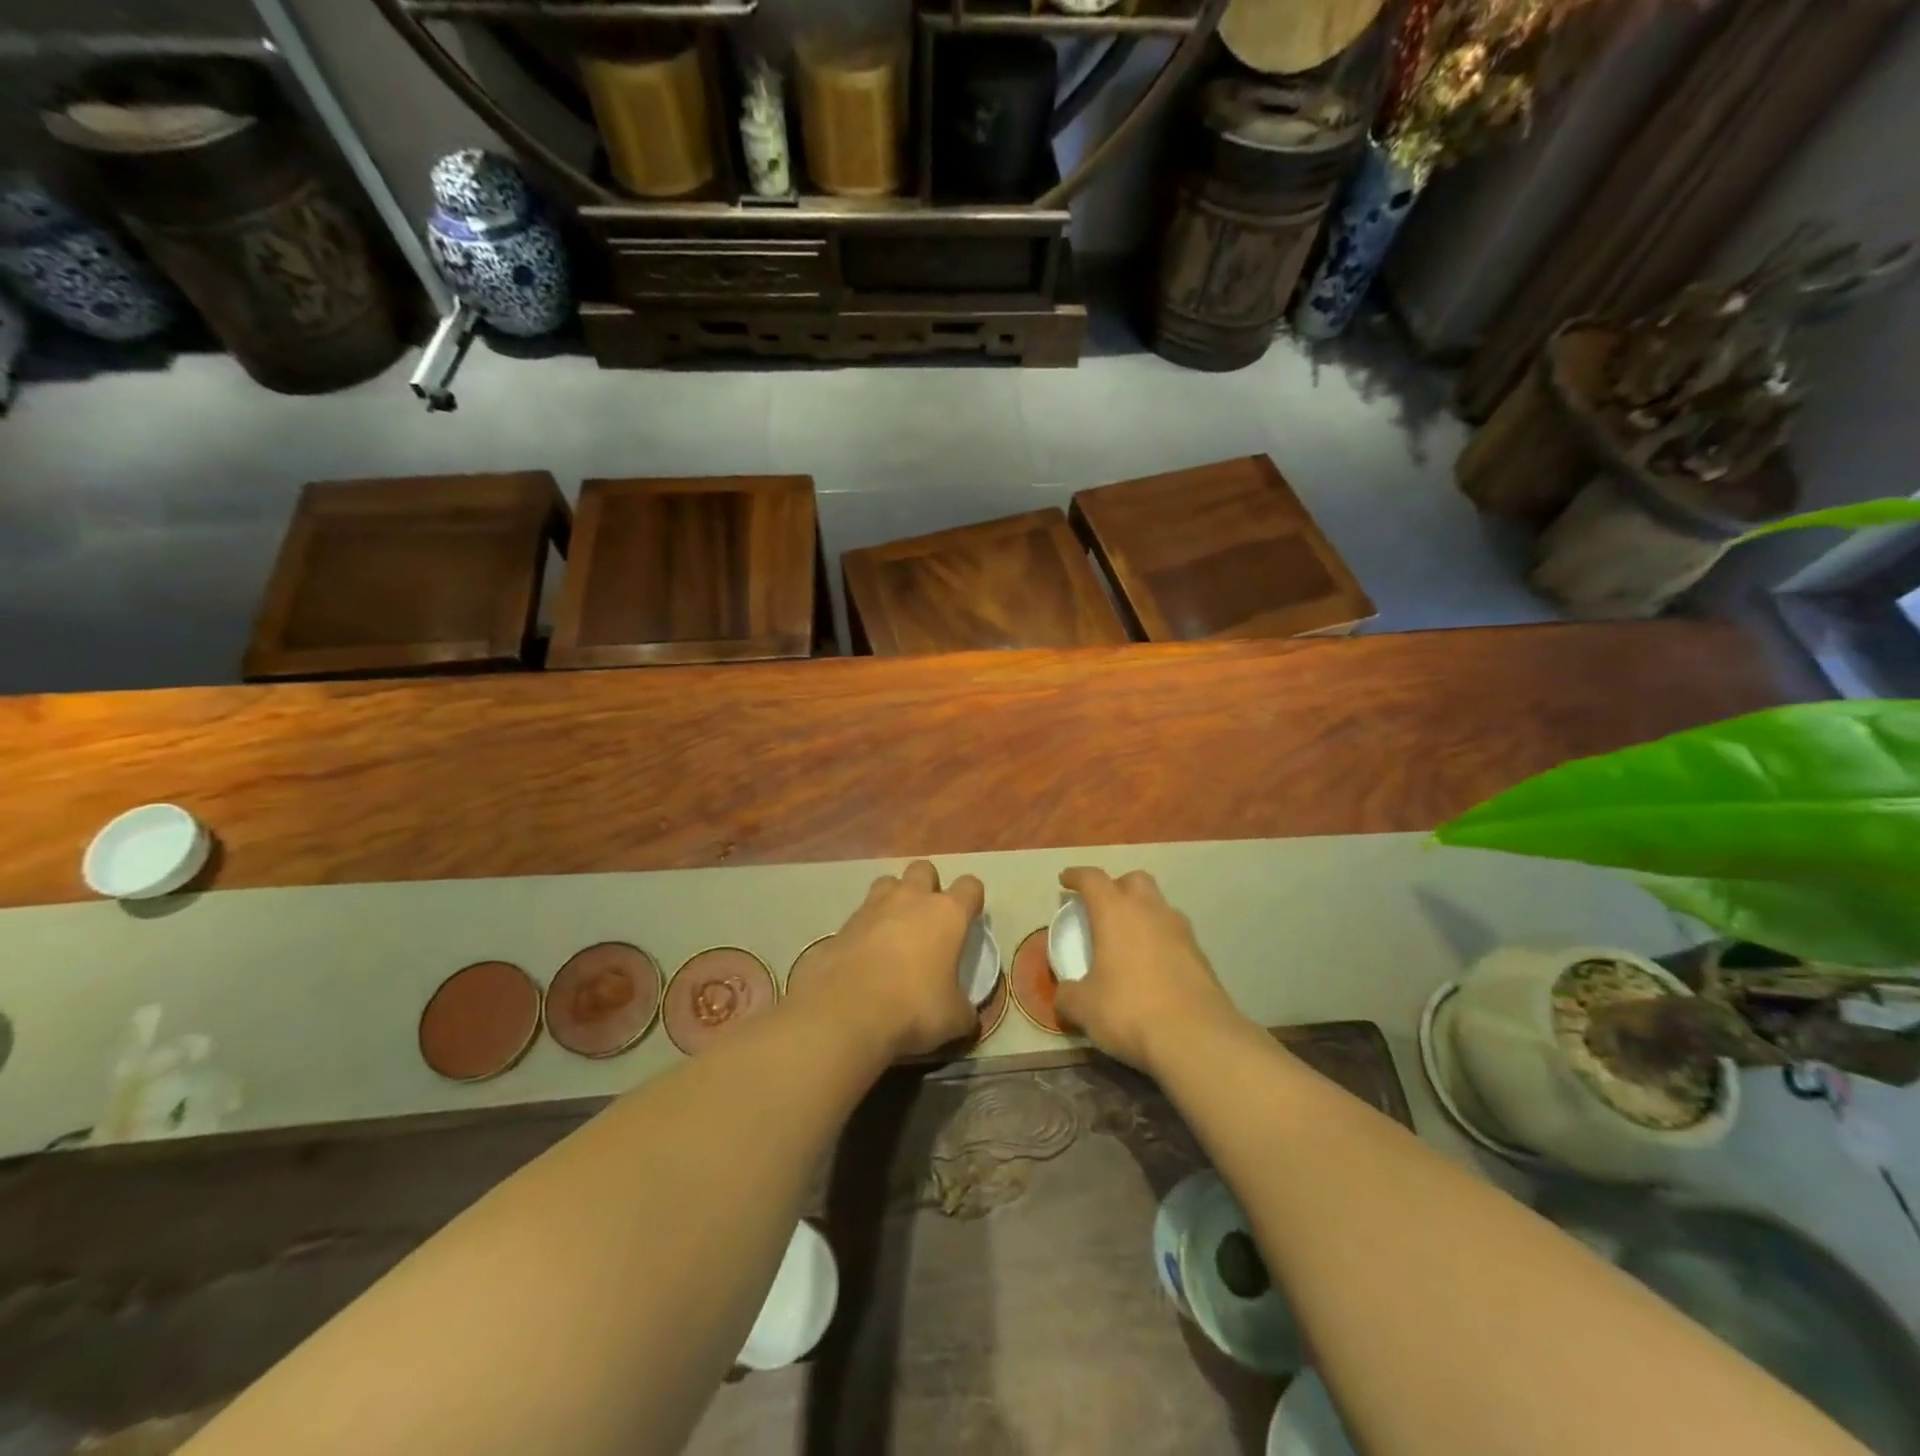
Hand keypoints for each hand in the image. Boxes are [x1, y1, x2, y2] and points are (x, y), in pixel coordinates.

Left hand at [796, 860, 983, 1060]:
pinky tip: (863, 957)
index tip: (970, 919)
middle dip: (928, 886)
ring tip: (894, 929)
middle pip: (923, 869)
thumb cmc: (913, 1008)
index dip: (972, 899)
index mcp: (946, 914)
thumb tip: (967, 1016)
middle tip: (928, 919)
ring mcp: (871, 908)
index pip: (970, 886)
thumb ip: (964, 1010)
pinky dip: (864, 930)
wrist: (845, 1012)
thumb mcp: (954, 1020)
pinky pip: (858, 917)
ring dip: (894, 899)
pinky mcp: (840, 926)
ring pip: (887, 883)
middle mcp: (910, 899)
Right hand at [1053, 867, 1244, 1074]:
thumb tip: (1065, 993)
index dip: (1076, 875)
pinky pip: (1175, 934)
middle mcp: (1150, 910)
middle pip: (1134, 880)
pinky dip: (1160, 940)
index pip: (1092, 879)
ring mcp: (1181, 930)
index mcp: (1115, 912)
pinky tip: (1153, 966)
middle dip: (1116, 886)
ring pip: (1159, 905)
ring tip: (1129, 938)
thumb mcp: (1084, 1007)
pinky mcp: (1201, 955)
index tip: (1065, 879)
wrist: (1197, 1038)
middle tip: (1103, 907)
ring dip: (1142, 913)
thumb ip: (1068, 994)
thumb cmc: (1129, 1010)